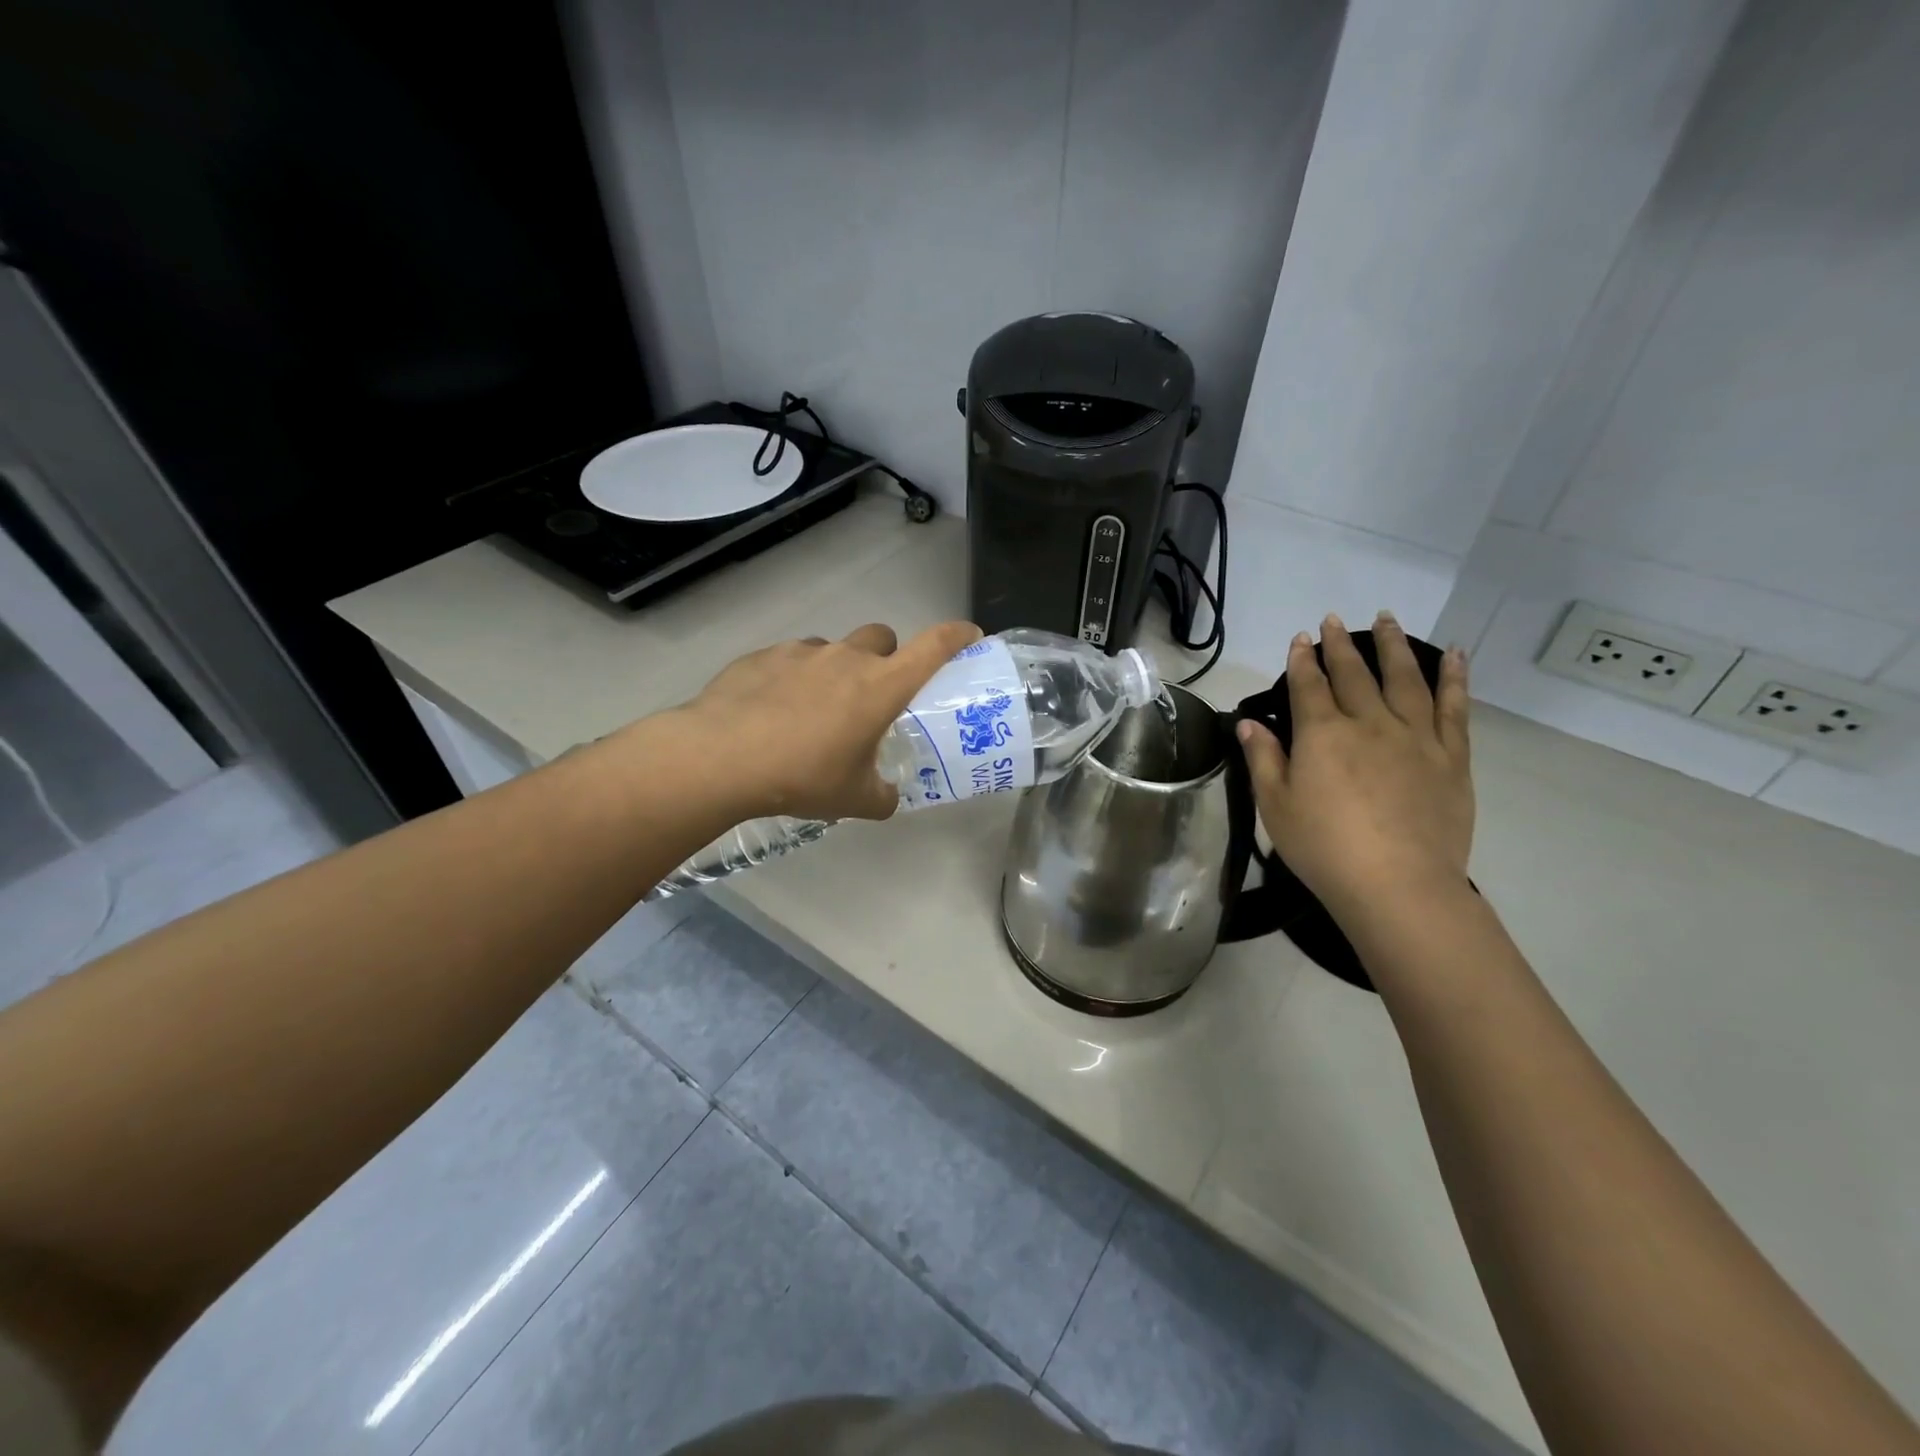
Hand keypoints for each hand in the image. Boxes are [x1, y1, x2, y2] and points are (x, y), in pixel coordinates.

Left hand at [669, 620, 982, 822]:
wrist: (722, 756)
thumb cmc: (803, 776)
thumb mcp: (854, 799)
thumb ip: (882, 795)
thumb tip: (888, 797)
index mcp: (881, 686)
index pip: (934, 646)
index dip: (957, 636)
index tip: (969, 636)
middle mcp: (847, 658)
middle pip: (882, 637)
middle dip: (886, 658)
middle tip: (872, 695)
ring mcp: (803, 652)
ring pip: (834, 649)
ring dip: (837, 670)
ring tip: (816, 710)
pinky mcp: (764, 655)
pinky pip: (793, 659)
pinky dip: (795, 678)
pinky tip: (774, 711)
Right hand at [1237, 612, 1473, 924]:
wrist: (1397, 885)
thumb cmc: (1323, 848)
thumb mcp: (1275, 806)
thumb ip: (1263, 759)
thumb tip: (1250, 723)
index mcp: (1322, 734)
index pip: (1308, 684)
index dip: (1302, 659)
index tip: (1301, 638)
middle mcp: (1369, 722)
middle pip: (1354, 673)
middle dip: (1342, 644)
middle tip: (1335, 619)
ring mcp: (1415, 736)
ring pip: (1404, 678)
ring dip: (1393, 646)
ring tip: (1388, 619)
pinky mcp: (1451, 756)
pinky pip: (1454, 707)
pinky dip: (1454, 678)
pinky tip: (1455, 656)